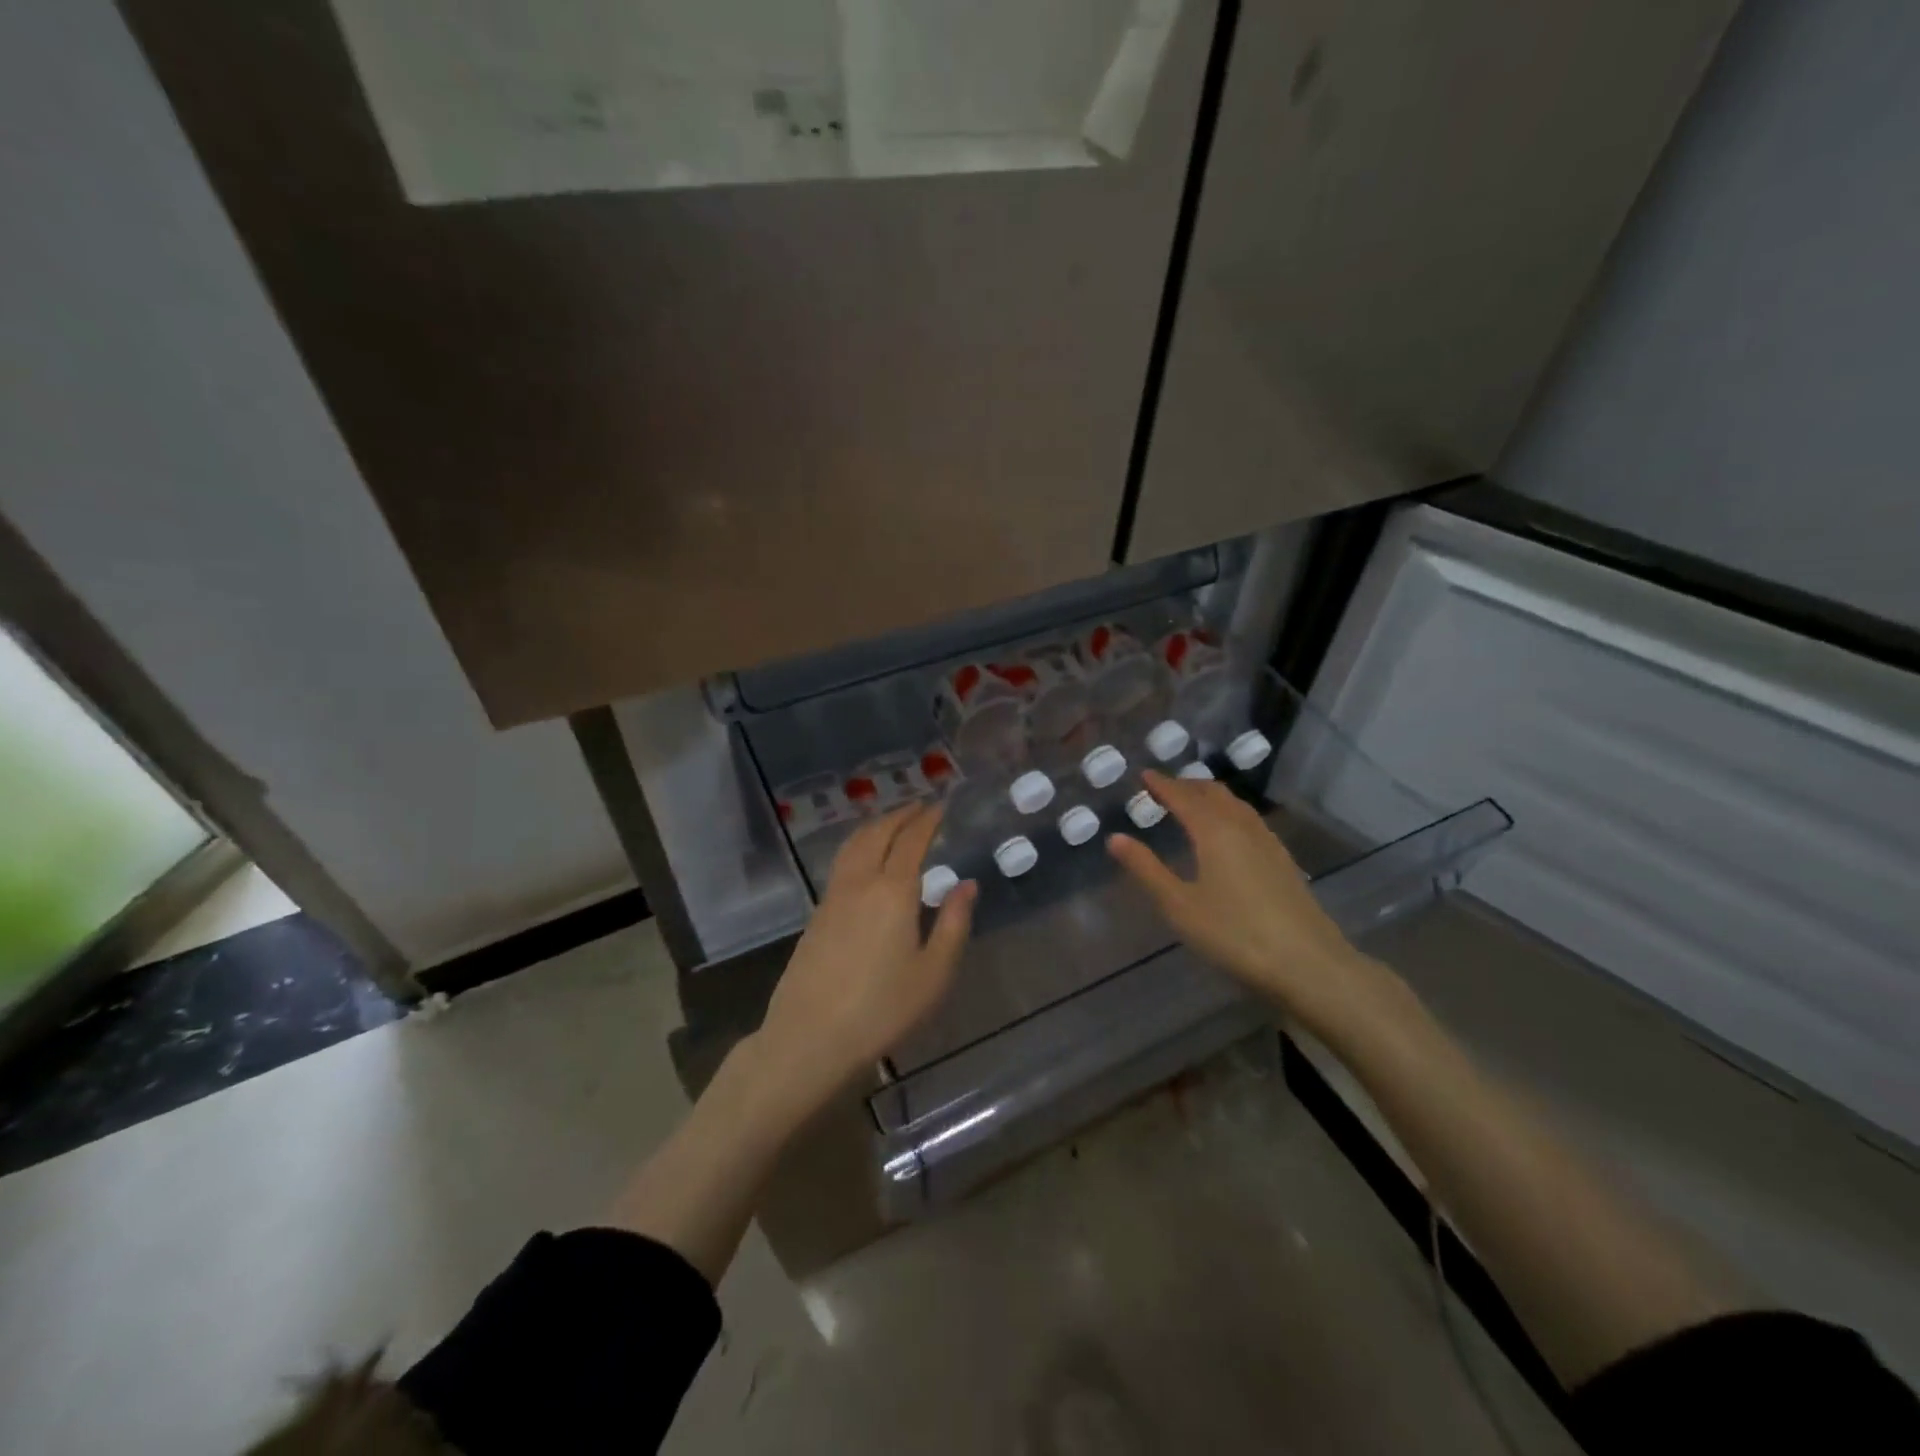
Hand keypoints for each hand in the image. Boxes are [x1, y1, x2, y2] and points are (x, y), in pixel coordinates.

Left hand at [756, 803, 975, 1107]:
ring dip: (875, 827)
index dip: (927, 820)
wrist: (811, 1036)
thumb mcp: (934, 972)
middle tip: (918, 807)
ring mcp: (832, 897)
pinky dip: (857, 847)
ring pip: (853, 845)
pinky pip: (840, 864)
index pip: (911, 840)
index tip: (940, 806)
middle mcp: (860, 883)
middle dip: (899, 815)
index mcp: (893, 891)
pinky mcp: (816, 915)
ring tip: (891, 824)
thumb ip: (954, 923)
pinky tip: (864, 861)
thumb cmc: (883, 1008)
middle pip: (877, 834)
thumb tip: (967, 884)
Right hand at [1106, 770, 1405, 1039]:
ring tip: (1192, 802)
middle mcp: (1242, 827)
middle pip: (1213, 793)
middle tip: (1164, 787)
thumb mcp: (1179, 906)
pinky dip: (1229, 812)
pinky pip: (1249, 820)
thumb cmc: (1235, 935)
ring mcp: (1268, 843)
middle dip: (1187, 785)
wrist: (1309, 965)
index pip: (1183, 797)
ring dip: (1210, 796)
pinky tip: (1228, 832)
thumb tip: (1115, 838)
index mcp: (1214, 831)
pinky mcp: (1283, 861)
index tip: (1144, 775)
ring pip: (1235, 805)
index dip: (1162, 784)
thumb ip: (1146, 869)